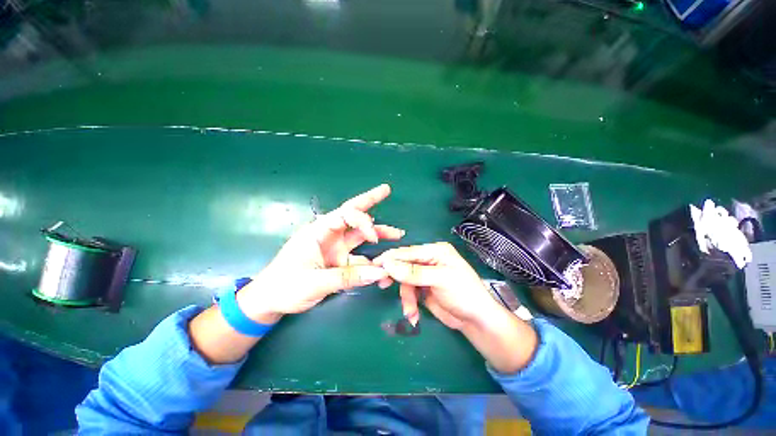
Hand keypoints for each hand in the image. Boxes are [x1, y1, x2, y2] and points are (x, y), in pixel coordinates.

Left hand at [238, 184, 403, 323]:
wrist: (271, 301)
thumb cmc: (285, 286)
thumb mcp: (315, 283)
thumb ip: (348, 277)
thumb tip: (380, 272)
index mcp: (319, 231)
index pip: (345, 214)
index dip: (363, 221)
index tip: (374, 239)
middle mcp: (330, 235)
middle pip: (353, 214)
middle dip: (370, 201)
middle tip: (386, 190)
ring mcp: (336, 248)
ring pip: (360, 235)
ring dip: (378, 233)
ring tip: (398, 234)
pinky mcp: (340, 261)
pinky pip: (360, 257)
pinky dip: (372, 261)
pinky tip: (383, 264)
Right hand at [374, 242, 537, 372]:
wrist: (476, 321)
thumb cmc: (464, 293)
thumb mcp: (439, 280)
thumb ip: (413, 272)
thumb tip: (388, 264)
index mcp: (435, 251)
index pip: (408, 252)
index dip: (391, 258)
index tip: (375, 264)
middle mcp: (429, 260)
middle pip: (404, 264)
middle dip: (396, 277)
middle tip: (382, 284)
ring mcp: (425, 274)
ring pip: (405, 281)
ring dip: (406, 297)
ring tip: (409, 311)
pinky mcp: (423, 288)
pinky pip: (409, 292)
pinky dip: (409, 303)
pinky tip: (413, 315)